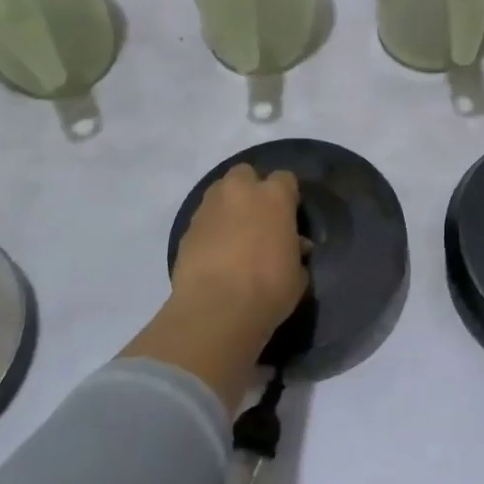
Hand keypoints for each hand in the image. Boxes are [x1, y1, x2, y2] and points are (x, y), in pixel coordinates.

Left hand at [169, 164, 307, 355]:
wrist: (216, 309)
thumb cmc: (269, 289)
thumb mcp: (297, 274)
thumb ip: (296, 252)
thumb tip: (295, 246)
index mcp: (274, 197)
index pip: (285, 179)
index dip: (287, 196)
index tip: (289, 216)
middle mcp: (240, 192)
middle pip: (245, 174)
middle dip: (251, 189)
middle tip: (258, 218)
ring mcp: (209, 208)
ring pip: (219, 192)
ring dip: (228, 206)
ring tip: (235, 235)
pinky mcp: (187, 229)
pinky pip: (203, 219)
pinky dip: (210, 229)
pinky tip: (216, 253)